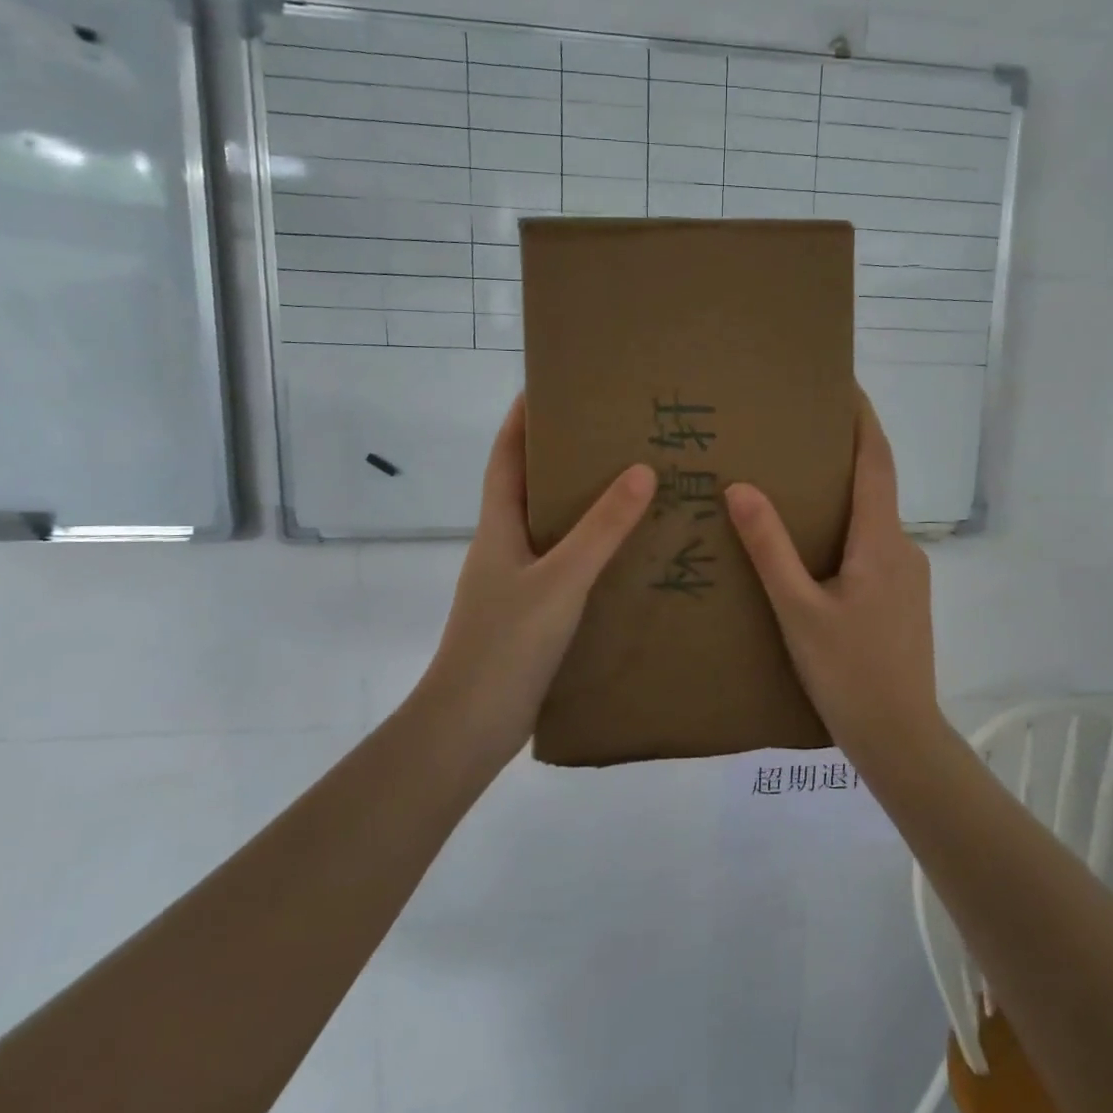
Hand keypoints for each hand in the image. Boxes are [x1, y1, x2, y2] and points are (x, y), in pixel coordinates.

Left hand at [423, 395, 653, 765]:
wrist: (471, 726)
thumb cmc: (506, 643)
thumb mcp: (560, 580)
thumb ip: (601, 529)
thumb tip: (641, 471)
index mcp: (498, 528)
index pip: (506, 458)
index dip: (521, 420)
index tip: (548, 386)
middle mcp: (504, 548)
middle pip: (530, 489)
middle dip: (563, 459)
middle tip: (612, 435)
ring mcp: (516, 584)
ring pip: (551, 531)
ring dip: (582, 508)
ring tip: (631, 487)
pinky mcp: (532, 616)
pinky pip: (565, 568)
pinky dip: (591, 553)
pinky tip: (626, 558)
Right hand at [725, 394, 940, 751]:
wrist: (900, 737)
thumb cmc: (848, 672)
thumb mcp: (799, 610)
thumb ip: (771, 549)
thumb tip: (742, 487)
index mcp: (881, 541)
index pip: (876, 461)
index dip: (863, 420)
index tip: (845, 384)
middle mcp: (902, 548)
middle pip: (875, 486)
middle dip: (843, 454)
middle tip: (797, 435)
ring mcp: (908, 576)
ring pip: (872, 521)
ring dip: (842, 497)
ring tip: (795, 488)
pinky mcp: (902, 599)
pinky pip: (872, 548)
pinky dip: (846, 531)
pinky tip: (814, 549)